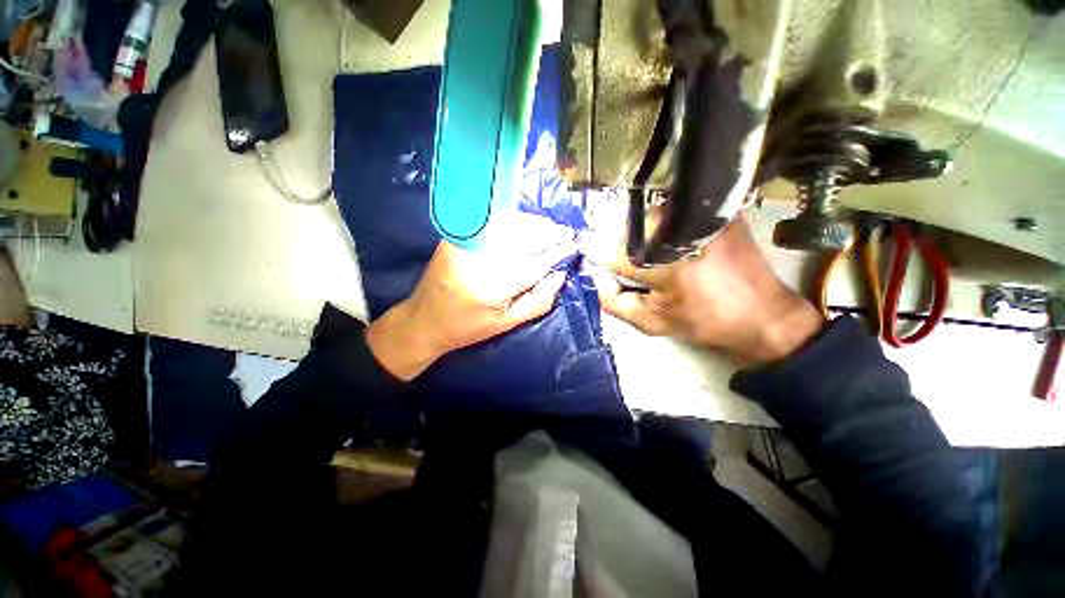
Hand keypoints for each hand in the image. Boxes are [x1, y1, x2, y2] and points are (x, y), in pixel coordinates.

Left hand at [366, 215, 575, 380]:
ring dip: (535, 224)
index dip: (557, 252)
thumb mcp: (507, 324)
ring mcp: (466, 243)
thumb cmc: (468, 328)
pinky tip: (527, 226)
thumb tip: (560, 275)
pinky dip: (515, 222)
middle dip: (550, 233)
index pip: (535, 263)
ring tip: (552, 229)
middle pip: (523, 237)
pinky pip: (493, 223)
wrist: (424, 319)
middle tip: (567, 233)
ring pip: (510, 225)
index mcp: (492, 287)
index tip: (574, 246)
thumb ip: (538, 301)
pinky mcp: (457, 236)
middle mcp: (479, 259)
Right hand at [592, 217, 823, 365]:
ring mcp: (705, 220)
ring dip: (645, 234)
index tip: (595, 258)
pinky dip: (668, 226)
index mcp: (665, 267)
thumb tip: (597, 277)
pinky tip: (675, 243)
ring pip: (653, 218)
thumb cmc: (704, 323)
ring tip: (654, 253)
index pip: (616, 254)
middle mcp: (683, 236)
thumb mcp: (652, 323)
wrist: (763, 315)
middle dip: (624, 245)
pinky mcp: (722, 215)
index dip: (601, 256)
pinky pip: (678, 214)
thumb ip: (615, 303)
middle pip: (633, 229)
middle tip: (633, 264)